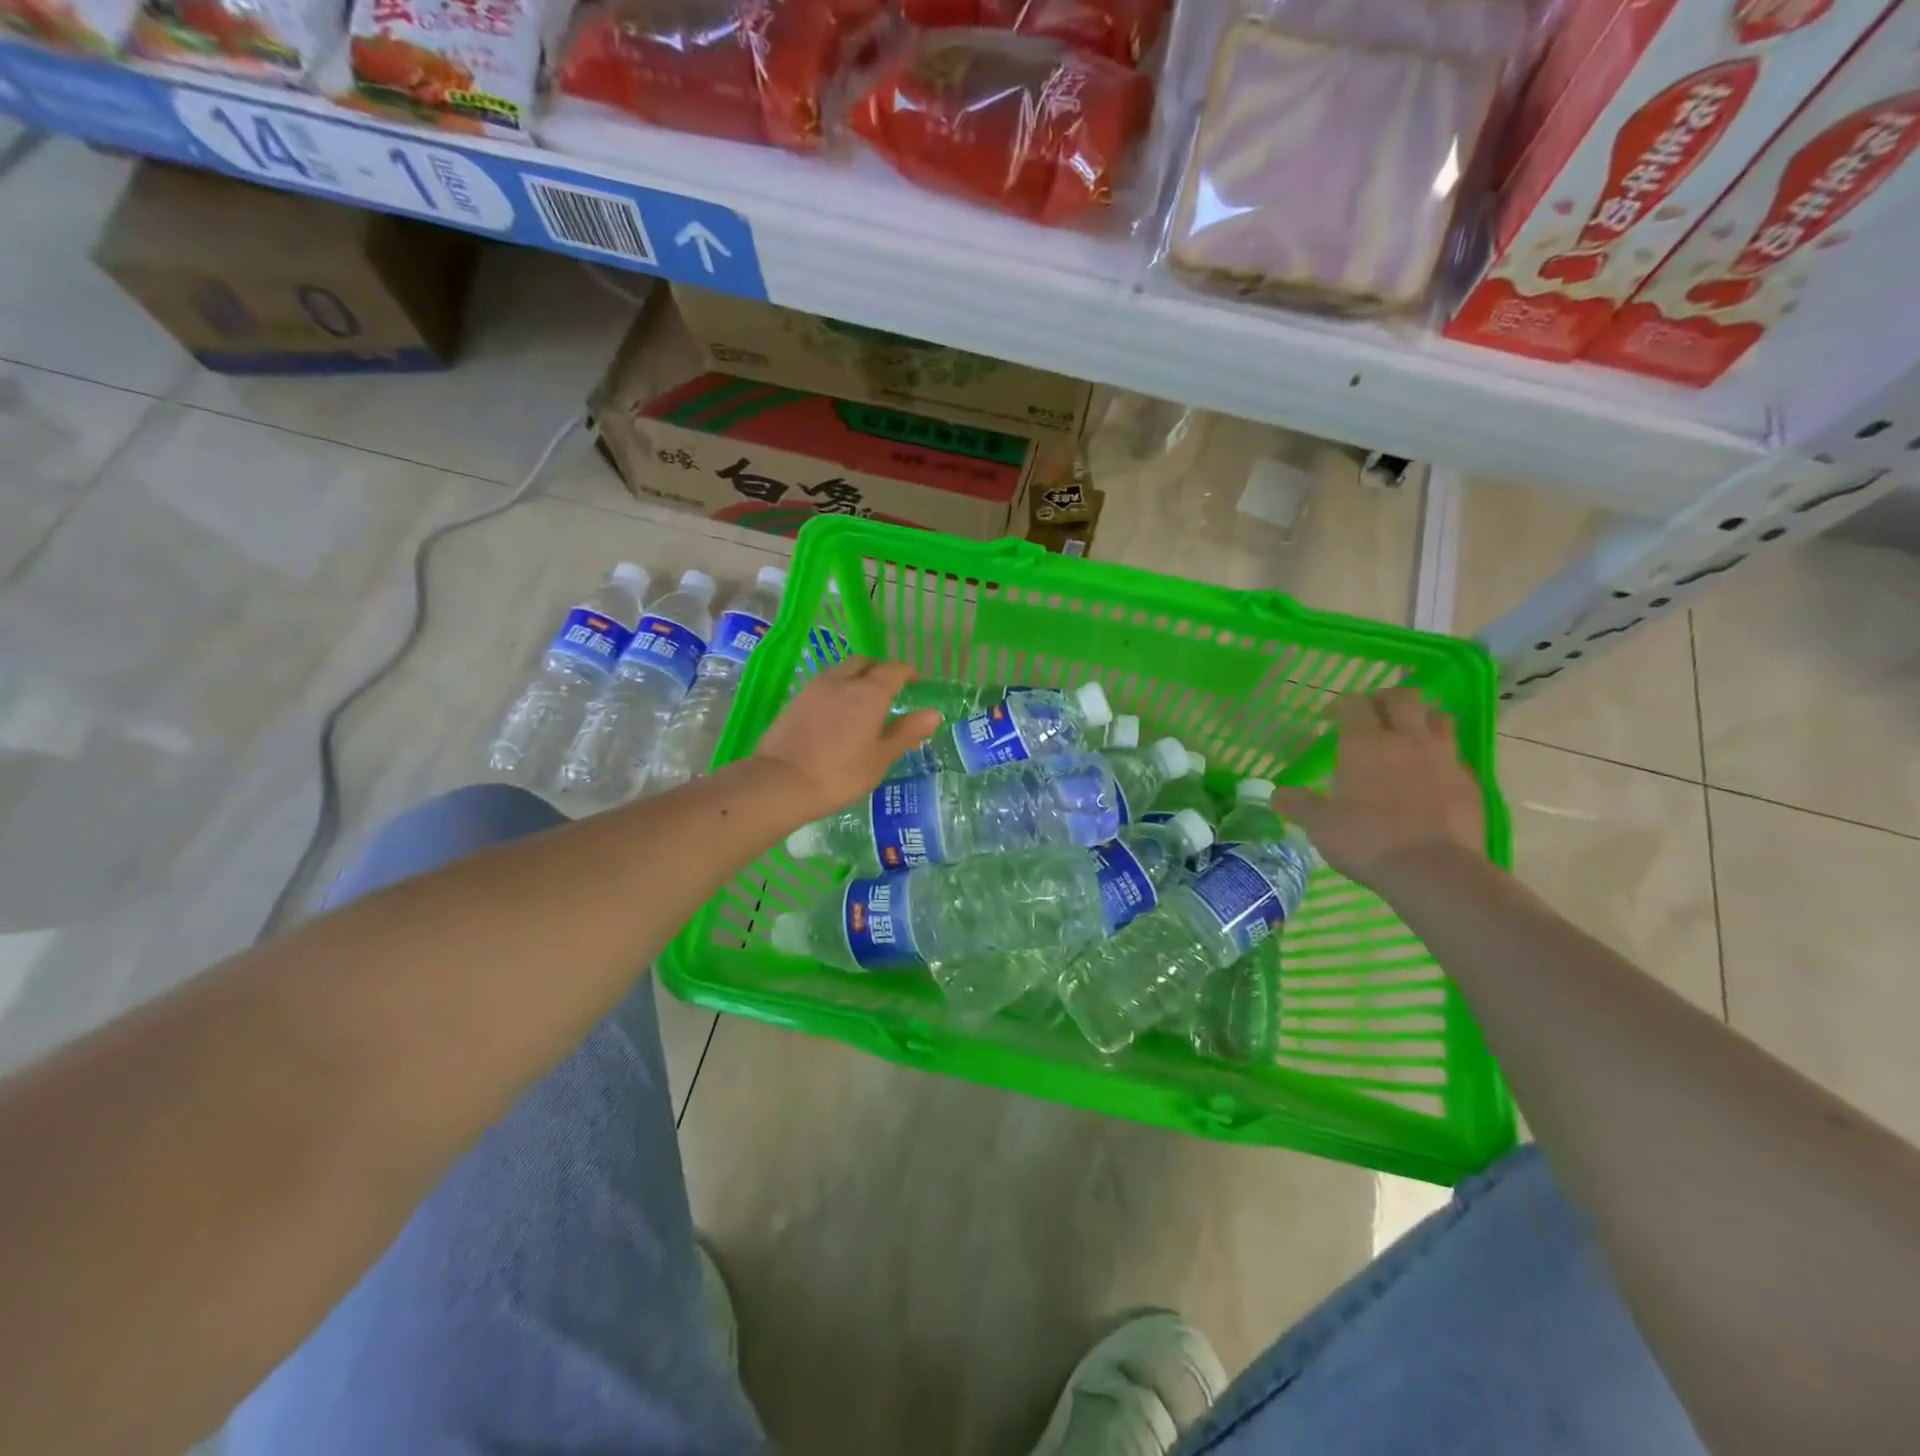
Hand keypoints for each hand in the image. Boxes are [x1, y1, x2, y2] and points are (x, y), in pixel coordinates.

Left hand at [752, 658, 942, 819]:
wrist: (780, 783)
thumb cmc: (839, 775)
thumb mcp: (879, 758)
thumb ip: (906, 732)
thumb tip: (933, 713)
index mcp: (869, 693)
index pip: (894, 669)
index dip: (908, 673)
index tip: (916, 682)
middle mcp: (842, 681)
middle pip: (865, 663)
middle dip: (880, 671)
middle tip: (889, 690)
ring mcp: (815, 688)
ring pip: (841, 671)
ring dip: (856, 678)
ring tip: (862, 702)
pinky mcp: (795, 700)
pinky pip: (824, 684)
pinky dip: (837, 690)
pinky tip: (837, 713)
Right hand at [1274, 688, 1485, 891]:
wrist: (1434, 871)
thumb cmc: (1367, 840)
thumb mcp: (1320, 825)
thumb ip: (1298, 804)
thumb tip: (1277, 795)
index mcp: (1364, 743)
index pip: (1354, 703)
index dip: (1340, 704)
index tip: (1329, 717)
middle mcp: (1406, 740)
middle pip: (1403, 697)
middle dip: (1385, 699)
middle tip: (1371, 714)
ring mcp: (1443, 758)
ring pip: (1438, 717)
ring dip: (1421, 718)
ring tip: (1407, 734)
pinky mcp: (1469, 781)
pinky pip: (1455, 754)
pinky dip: (1441, 754)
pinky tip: (1430, 773)